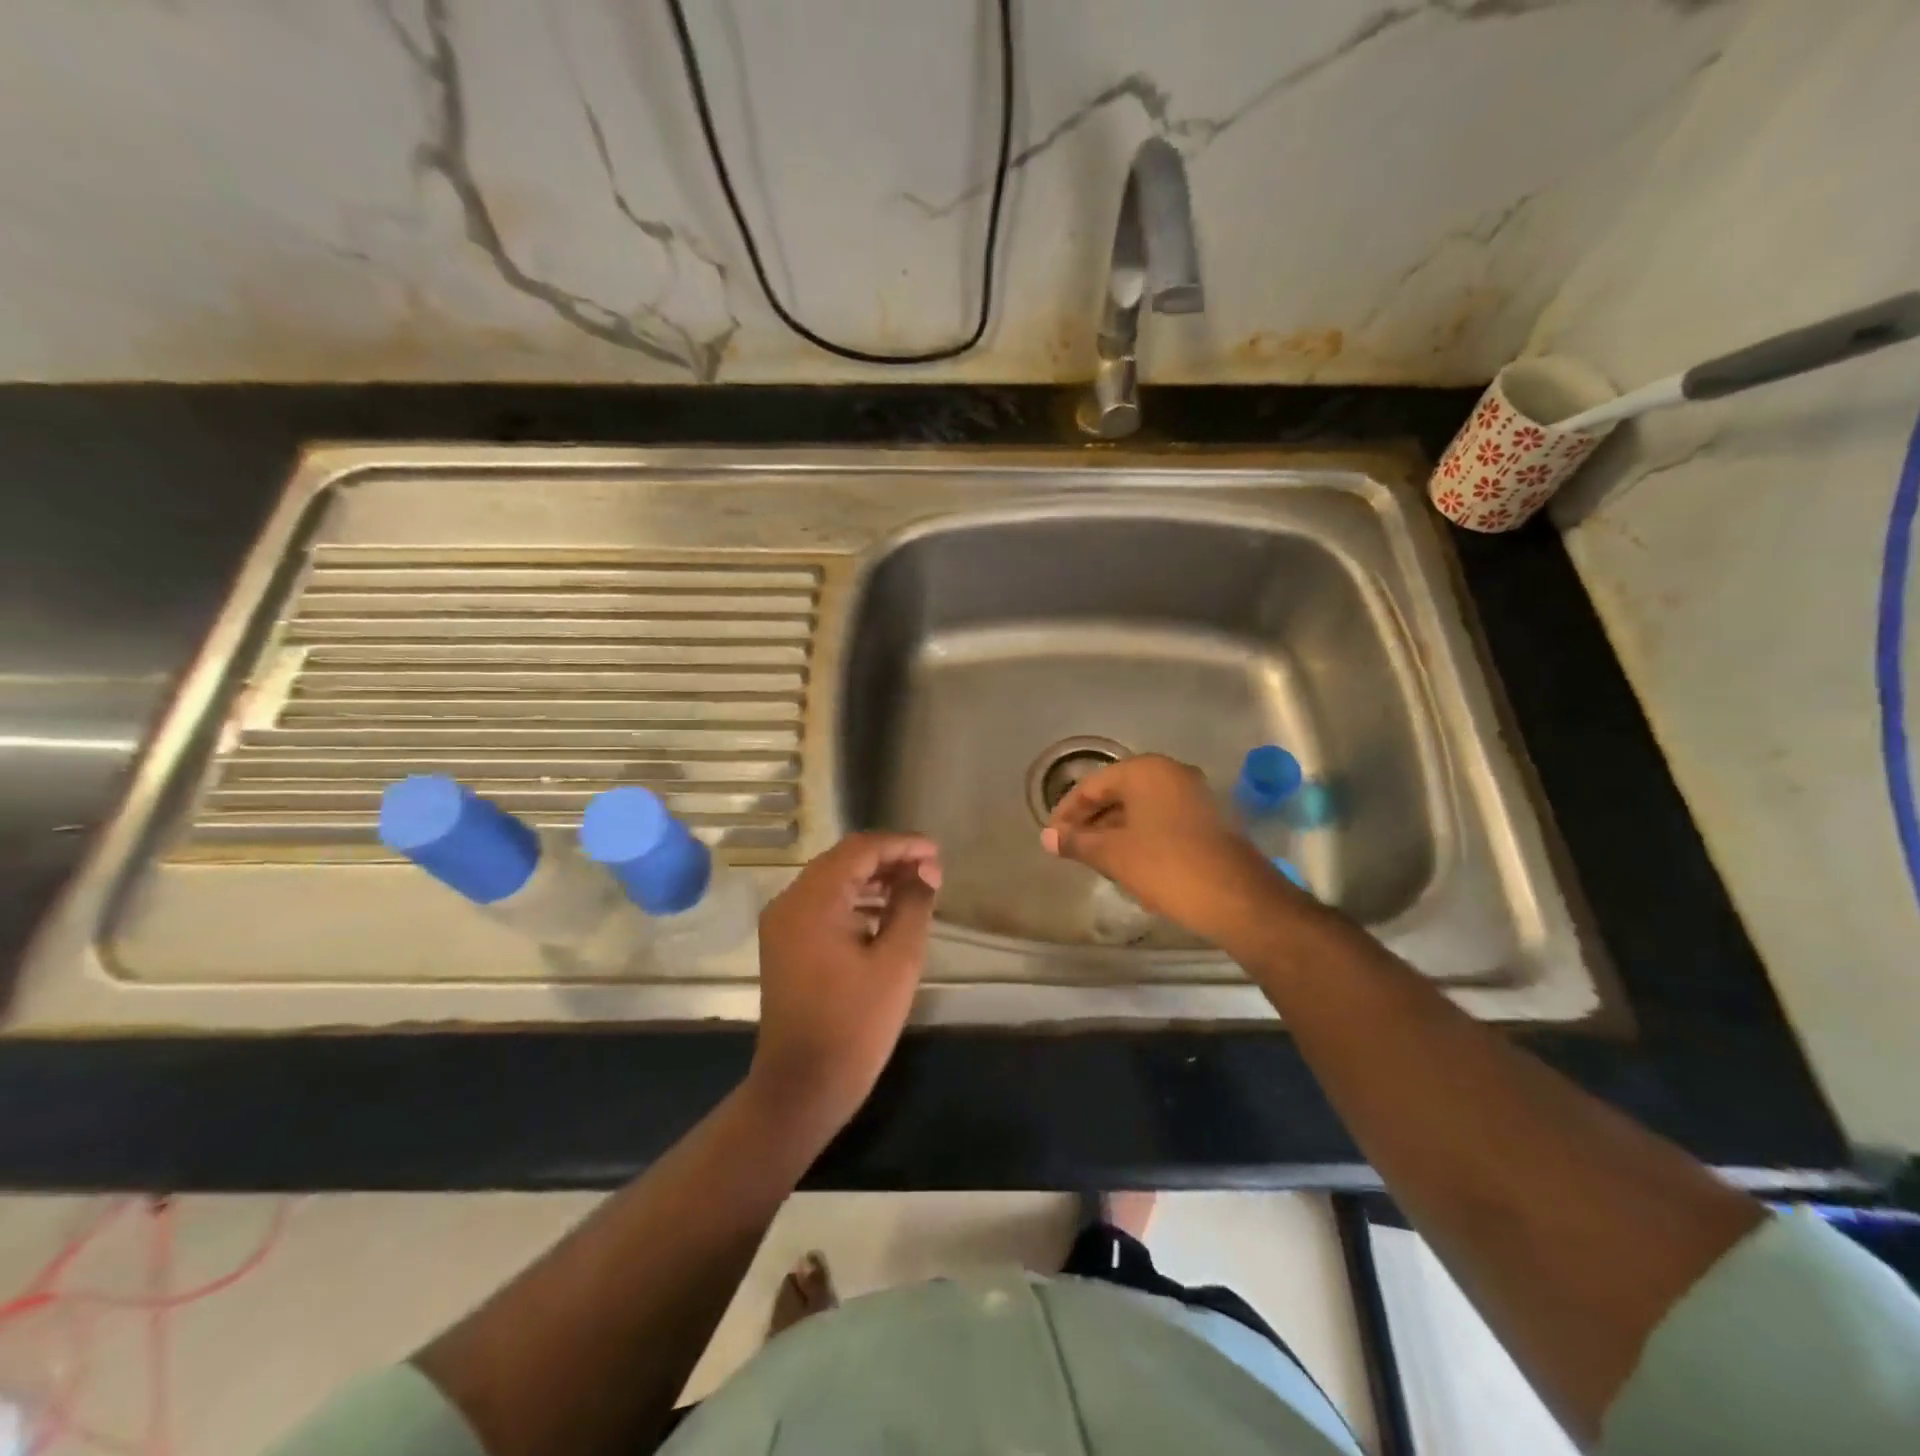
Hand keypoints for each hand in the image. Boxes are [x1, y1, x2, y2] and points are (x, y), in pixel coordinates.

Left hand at [748, 832, 941, 1136]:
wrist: (802, 1086)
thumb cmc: (855, 1024)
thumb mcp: (897, 961)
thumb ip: (913, 905)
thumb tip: (925, 870)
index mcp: (813, 900)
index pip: (861, 850)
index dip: (902, 845)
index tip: (937, 852)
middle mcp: (789, 901)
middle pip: (844, 860)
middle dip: (889, 859)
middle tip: (931, 869)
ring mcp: (782, 923)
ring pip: (833, 881)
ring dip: (873, 879)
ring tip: (915, 887)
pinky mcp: (785, 943)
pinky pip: (823, 905)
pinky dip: (854, 901)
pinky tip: (884, 913)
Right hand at [1041, 754, 1293, 948]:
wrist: (1236, 898)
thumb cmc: (1166, 867)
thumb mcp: (1113, 854)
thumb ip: (1076, 842)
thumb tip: (1048, 837)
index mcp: (1145, 771)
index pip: (1092, 785)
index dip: (1067, 812)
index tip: (1051, 837)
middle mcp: (1170, 772)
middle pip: (1117, 792)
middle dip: (1090, 820)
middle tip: (1069, 847)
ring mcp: (1193, 794)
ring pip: (1140, 807)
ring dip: (1113, 830)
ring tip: (1093, 858)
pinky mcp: (1206, 818)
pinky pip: (1161, 818)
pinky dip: (1139, 835)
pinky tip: (1126, 861)